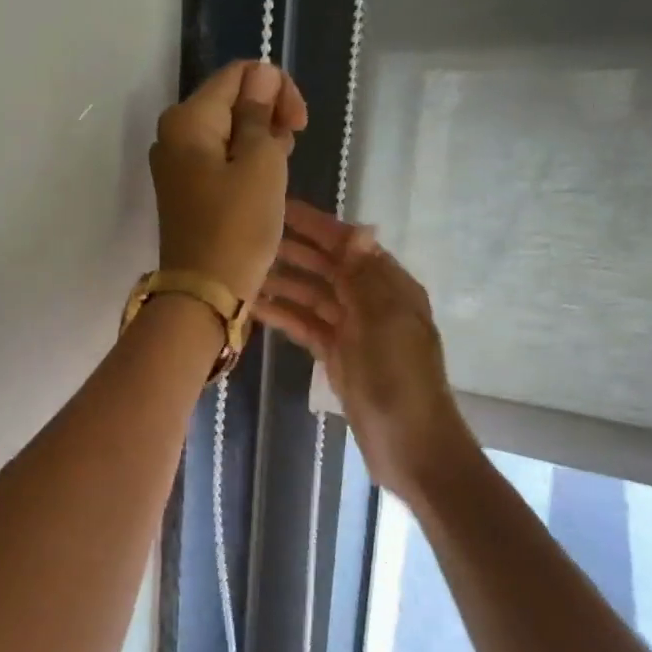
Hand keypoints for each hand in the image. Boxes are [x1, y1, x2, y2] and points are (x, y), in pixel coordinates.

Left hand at [151, 61, 307, 302]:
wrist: (205, 291)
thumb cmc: (238, 225)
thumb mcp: (261, 162)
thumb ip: (260, 112)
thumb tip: (261, 76)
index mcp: (187, 118)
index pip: (239, 74)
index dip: (276, 88)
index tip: (298, 124)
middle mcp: (172, 133)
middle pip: (231, 99)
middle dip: (267, 115)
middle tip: (287, 152)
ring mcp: (175, 162)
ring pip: (227, 130)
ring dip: (259, 141)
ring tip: (277, 173)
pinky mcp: (184, 187)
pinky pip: (218, 157)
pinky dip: (243, 162)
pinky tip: (262, 184)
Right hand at [254, 199, 478, 499]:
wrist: (410, 445)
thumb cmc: (400, 379)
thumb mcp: (385, 322)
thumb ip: (365, 277)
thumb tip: (356, 229)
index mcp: (390, 287)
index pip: (348, 244)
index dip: (315, 225)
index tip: (277, 207)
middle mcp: (371, 301)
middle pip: (327, 266)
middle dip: (293, 249)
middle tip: (247, 235)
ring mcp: (352, 329)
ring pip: (311, 294)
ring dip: (282, 281)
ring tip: (242, 268)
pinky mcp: (336, 354)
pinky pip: (305, 324)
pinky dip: (283, 314)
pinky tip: (254, 306)